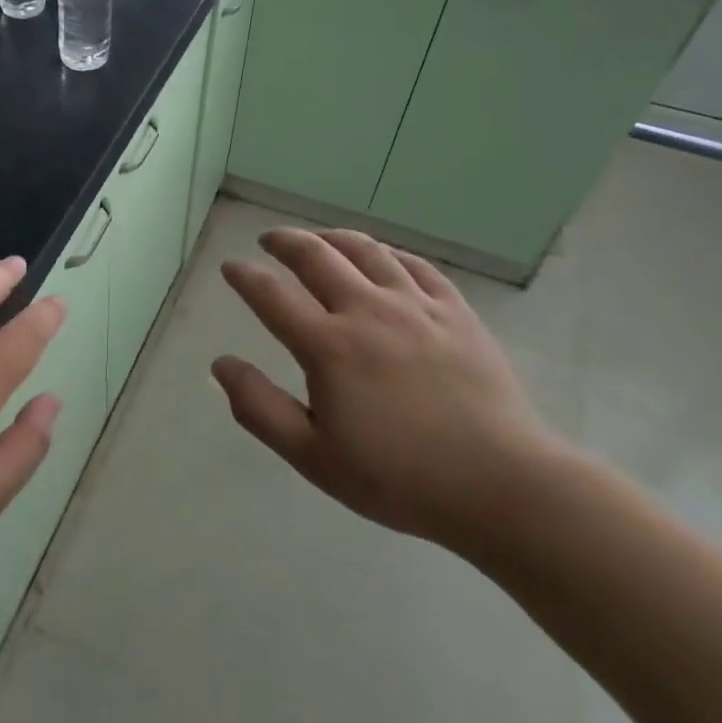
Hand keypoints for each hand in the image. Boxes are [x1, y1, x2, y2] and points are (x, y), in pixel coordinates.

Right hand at [213, 228, 558, 554]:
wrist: (501, 485)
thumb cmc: (399, 478)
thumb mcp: (313, 457)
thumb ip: (260, 407)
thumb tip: (220, 364)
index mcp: (329, 347)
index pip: (271, 295)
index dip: (245, 277)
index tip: (231, 268)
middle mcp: (368, 310)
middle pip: (317, 255)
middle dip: (285, 241)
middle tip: (269, 240)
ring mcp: (417, 306)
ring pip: (367, 250)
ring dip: (333, 237)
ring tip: (319, 239)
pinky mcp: (456, 311)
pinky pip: (416, 265)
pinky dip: (389, 253)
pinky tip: (383, 257)